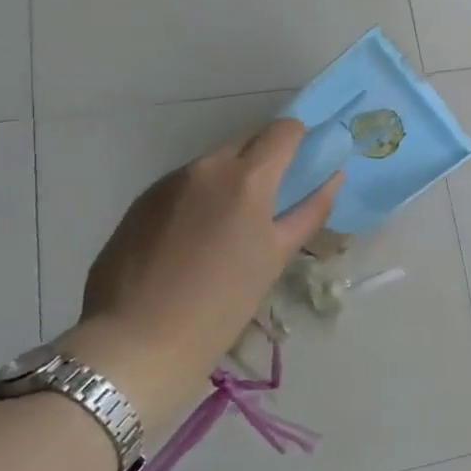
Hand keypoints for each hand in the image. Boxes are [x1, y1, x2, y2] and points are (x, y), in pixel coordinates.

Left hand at [61, 120, 341, 424]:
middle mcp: (206, 167)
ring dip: (232, 178)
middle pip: (247, 141)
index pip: (283, 130)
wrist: (137, 341)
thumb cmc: (222, 304)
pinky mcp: (142, 200)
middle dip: (266, 158)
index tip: (305, 162)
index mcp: (246, 178)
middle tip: (274, 197)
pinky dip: (201, 196)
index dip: (300, 139)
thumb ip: (309, 211)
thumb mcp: (275, 258)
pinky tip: (196, 237)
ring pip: (214, 162)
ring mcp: (169, 180)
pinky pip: (185, 183)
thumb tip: (333, 178)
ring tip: (232, 223)